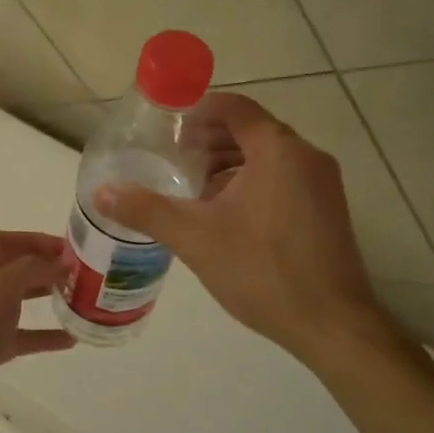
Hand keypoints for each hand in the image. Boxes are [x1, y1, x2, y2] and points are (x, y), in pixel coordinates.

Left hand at [0, 231, 74, 432]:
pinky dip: (43, 334)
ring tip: (78, 297)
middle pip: (10, 268)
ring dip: (45, 296)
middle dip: (43, 267)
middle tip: (79, 272)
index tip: (69, 248)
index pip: (2, 240)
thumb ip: (32, 268)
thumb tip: (60, 264)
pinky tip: (70, 338)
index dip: (35, 240)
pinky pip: (19, 335)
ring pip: (16, 301)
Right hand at [95, 93, 395, 366]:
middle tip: (174, 159)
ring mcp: (323, 185)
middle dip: (210, 140)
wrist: (331, 324)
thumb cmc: (262, 271)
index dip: (198, 111)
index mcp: (278, 151)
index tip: (167, 128)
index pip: (235, 108)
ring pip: (269, 158)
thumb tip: (102, 193)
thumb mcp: (194, 238)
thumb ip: (146, 210)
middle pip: (252, 130)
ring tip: (194, 188)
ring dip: (230, 163)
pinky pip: (284, 180)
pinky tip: (225, 214)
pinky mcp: (328, 212)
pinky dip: (252, 183)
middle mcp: (307, 158)